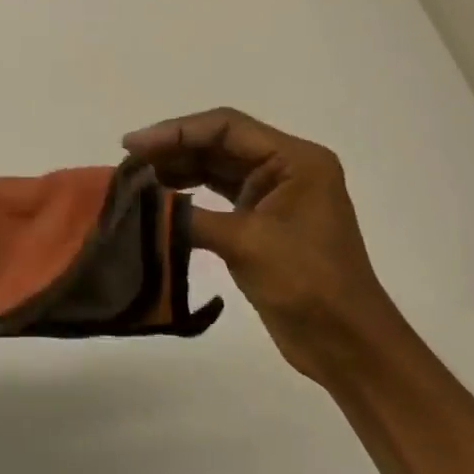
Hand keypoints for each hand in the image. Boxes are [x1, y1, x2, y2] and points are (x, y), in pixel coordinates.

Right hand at [123, 108, 406, 383]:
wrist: (347, 344)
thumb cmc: (308, 284)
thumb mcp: (246, 243)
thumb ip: (189, 216)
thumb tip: (137, 202)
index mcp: (295, 160)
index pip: (226, 128)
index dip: (175, 131)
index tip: (132, 145)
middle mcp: (286, 168)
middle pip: (219, 143)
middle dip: (173, 149)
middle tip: (127, 163)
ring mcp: (274, 195)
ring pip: (216, 168)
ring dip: (177, 170)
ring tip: (136, 180)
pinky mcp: (262, 222)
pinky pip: (218, 194)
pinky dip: (188, 194)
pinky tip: (159, 200)